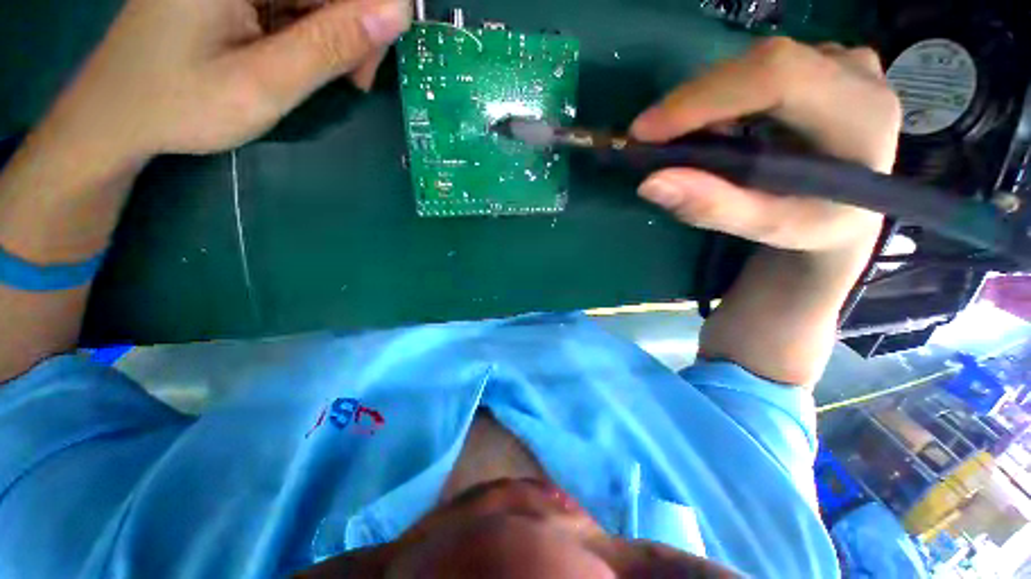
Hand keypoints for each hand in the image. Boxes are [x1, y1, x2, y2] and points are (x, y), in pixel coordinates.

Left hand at [42, 0, 411, 159]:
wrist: (119, 114)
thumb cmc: (180, 104)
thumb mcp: (263, 83)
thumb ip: (329, 45)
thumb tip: (397, 13)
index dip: (373, 9)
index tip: (372, 62)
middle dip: (356, 26)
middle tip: (354, 79)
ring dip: (338, 33)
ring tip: (333, 76)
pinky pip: (297, 2)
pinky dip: (315, 30)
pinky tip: (308, 58)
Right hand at [630, 38, 900, 253]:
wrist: (849, 207)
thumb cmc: (815, 223)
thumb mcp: (768, 228)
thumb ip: (714, 208)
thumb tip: (650, 182)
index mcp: (861, 114)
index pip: (776, 77)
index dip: (704, 97)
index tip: (645, 131)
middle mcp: (855, 72)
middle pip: (758, 64)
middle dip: (691, 102)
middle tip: (647, 139)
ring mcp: (839, 59)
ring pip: (751, 63)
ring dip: (701, 100)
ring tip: (672, 138)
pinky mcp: (819, 61)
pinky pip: (754, 68)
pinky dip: (716, 97)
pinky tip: (703, 126)